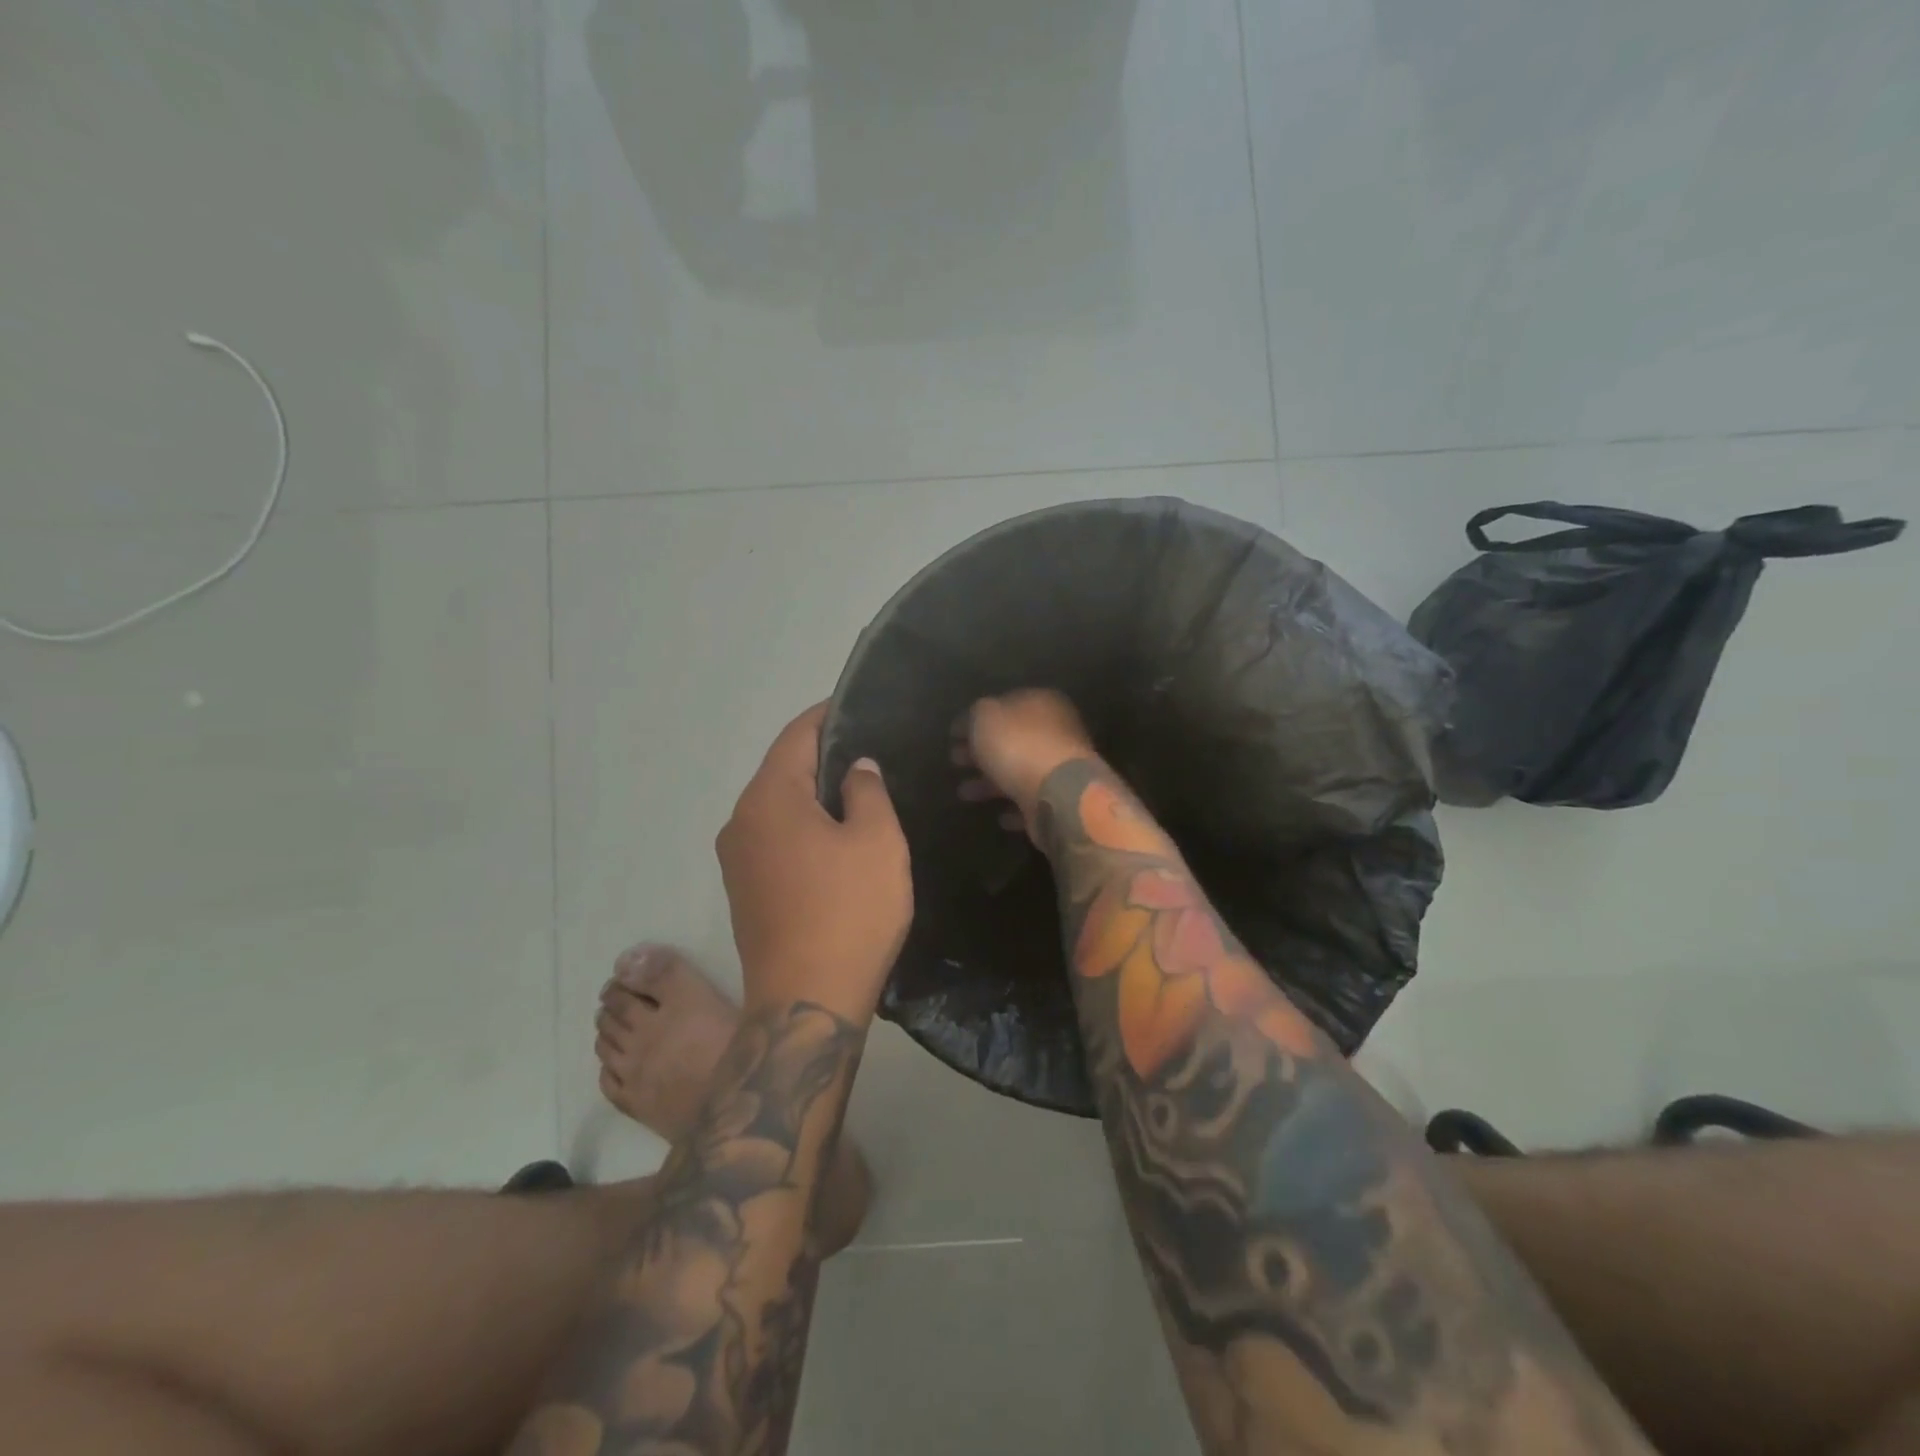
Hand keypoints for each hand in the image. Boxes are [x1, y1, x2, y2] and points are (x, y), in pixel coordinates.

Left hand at [717, 703, 911, 1023]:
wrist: (806, 1002)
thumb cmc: (849, 912)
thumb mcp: (878, 842)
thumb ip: (867, 791)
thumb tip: (855, 768)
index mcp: (768, 799)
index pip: (796, 736)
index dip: (827, 717)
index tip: (858, 708)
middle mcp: (740, 821)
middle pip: (781, 771)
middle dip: (821, 758)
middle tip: (869, 754)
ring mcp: (735, 860)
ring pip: (777, 808)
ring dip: (811, 797)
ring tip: (857, 796)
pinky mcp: (742, 892)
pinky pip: (773, 840)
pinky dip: (800, 829)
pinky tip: (834, 842)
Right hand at [962, 690, 1102, 842]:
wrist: (1058, 794)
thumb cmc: (1019, 746)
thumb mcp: (986, 717)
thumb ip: (975, 715)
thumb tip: (970, 722)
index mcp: (1042, 703)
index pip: (1006, 705)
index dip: (977, 719)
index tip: (953, 735)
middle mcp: (1056, 732)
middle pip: (1012, 740)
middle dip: (981, 751)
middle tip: (955, 760)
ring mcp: (1060, 768)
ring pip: (1019, 771)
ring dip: (991, 782)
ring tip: (963, 792)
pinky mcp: (1060, 800)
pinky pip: (1032, 801)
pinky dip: (1015, 807)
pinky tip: (999, 816)